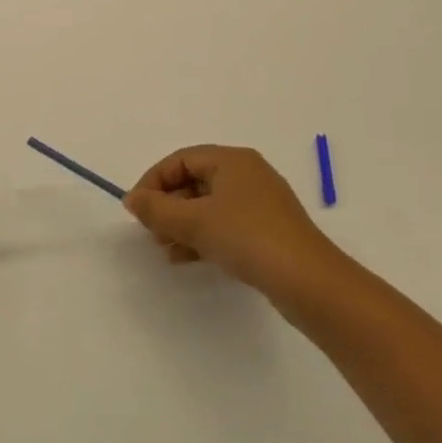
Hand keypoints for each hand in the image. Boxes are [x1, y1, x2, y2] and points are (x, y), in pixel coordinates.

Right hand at [123, 145, 333, 299]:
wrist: (309, 282)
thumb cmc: (248, 238)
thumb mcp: (194, 222)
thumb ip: (157, 210)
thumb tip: (131, 199)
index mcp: (231, 160)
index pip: (180, 160)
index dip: (153, 181)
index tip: (137, 209)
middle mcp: (246, 174)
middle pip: (194, 181)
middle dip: (168, 205)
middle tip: (151, 232)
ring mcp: (260, 203)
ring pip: (209, 206)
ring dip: (183, 224)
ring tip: (164, 249)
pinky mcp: (268, 231)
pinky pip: (225, 225)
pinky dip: (203, 237)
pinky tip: (186, 259)